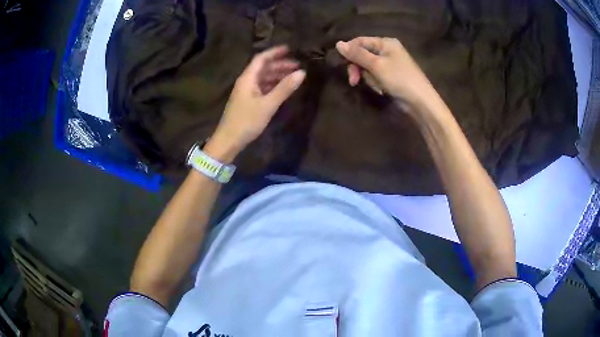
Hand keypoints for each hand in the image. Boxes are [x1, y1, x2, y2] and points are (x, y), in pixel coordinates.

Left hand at [208, 46, 305, 160]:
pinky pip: (261, 87)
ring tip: (293, 76)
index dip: (275, 52)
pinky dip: (272, 85)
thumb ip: (284, 88)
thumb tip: (302, 73)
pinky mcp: (247, 101)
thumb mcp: (268, 104)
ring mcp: (246, 92)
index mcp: (248, 78)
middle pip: (263, 68)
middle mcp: (246, 81)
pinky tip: (282, 89)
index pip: (261, 59)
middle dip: (279, 65)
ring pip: (262, 78)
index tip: (290, 49)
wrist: (228, 141)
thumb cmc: (247, 121)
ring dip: (277, 75)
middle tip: (297, 65)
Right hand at [336, 37, 436, 109]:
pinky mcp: (391, 76)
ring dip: (368, 78)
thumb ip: (357, 54)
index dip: (350, 52)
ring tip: (377, 86)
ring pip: (368, 67)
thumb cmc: (399, 79)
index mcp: (386, 42)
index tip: (344, 66)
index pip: (360, 41)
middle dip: (358, 68)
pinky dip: (375, 82)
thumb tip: (338, 43)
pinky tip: (381, 89)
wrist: (420, 102)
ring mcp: (390, 63)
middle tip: (354, 81)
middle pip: (363, 54)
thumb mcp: (376, 65)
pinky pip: (376, 75)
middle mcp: (387, 50)